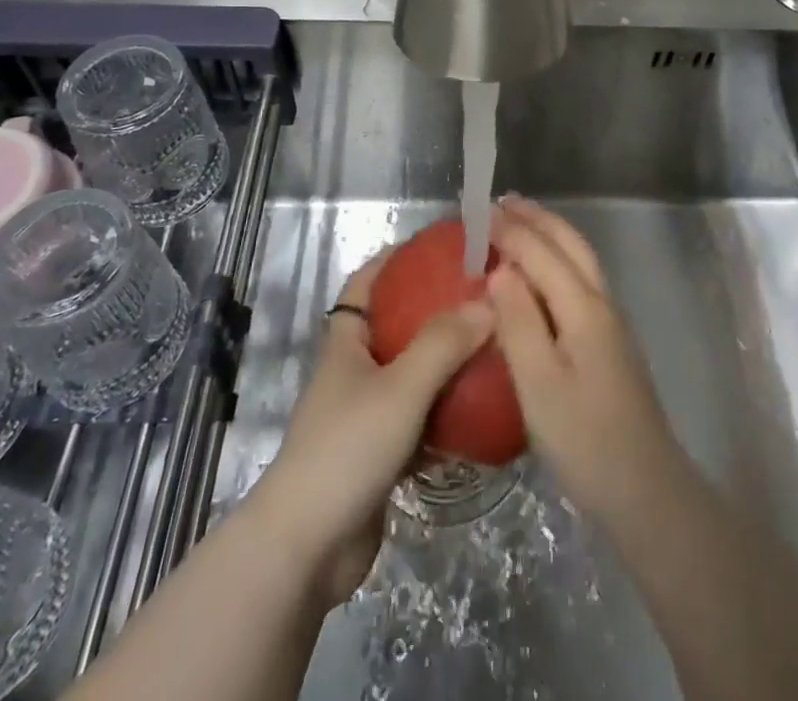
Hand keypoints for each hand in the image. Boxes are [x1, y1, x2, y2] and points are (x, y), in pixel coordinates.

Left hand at [247, 252, 493, 604]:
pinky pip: (420, 423)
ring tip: (490, 350)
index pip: (364, 284)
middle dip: (434, 312)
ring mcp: (366, 417)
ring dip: (446, 366)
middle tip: (480, 300)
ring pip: (412, 377)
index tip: (434, 247)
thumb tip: (487, 302)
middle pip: (396, 328)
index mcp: (347, 344)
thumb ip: (443, 344)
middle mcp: (355, 373)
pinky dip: (446, 416)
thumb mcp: (400, 387)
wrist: (307, 549)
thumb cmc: (347, 449)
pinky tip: (481, 415)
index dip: (393, 259)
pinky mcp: (380, 458)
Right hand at [487, 196, 687, 525]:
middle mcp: (601, 303)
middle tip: (504, 200)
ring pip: (580, 260)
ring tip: (522, 222)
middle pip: (570, 245)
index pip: (542, 253)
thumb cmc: (585, 439)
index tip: (480, 211)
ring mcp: (611, 323)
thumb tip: (500, 270)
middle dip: (538, 218)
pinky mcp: (610, 343)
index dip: (511, 230)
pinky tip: (543, 275)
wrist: (647, 490)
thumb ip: (518, 322)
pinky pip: (581, 280)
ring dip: (551, 234)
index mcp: (583, 307)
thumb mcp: (540, 384)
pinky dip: (559, 259)